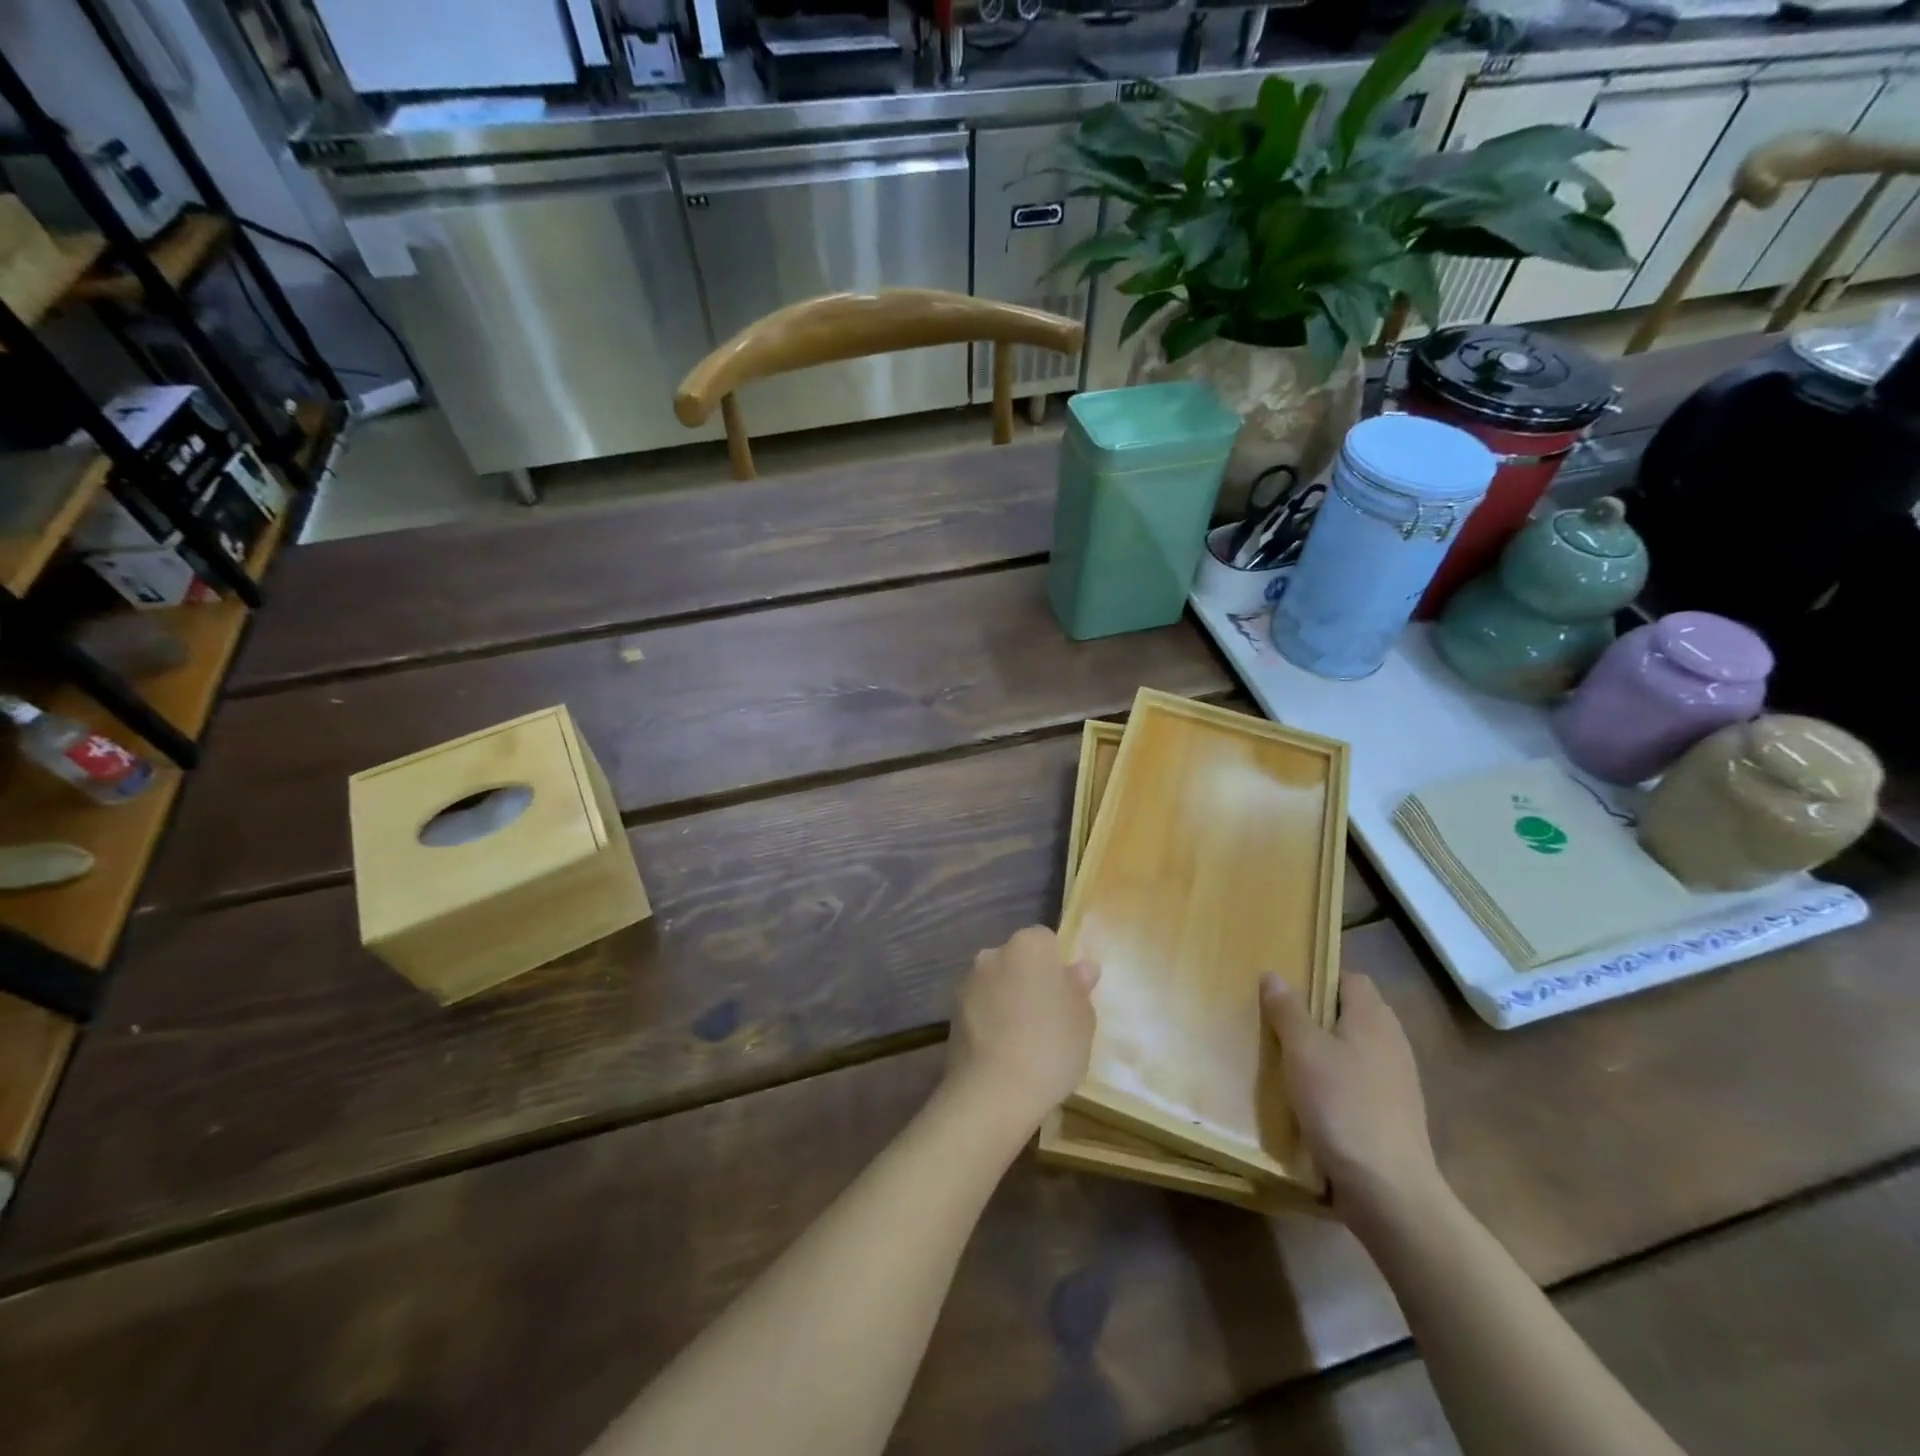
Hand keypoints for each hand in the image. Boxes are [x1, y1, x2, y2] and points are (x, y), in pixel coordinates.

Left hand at [946, 927, 1099, 1131]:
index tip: (1066, 995)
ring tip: (1024, 1040)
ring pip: (995, 984)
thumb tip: (1081, 968)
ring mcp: (968, 983)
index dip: (1056, 965)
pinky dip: (989, 1022)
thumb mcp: (1083, 1020)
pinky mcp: (951, 1014)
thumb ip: (1079, 988)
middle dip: (1028, 979)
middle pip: (1016, 960)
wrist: (994, 1091)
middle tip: (1047, 1017)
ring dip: (1006, 1000)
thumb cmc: (1051, 1046)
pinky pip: (979, 1009)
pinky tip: (1002, 1052)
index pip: (1045, 940)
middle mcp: (993, 954)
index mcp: (1028, 946)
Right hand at [1261, 972, 1444, 1226]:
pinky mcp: (1394, 1114)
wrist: (1389, 1191)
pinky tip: (1311, 1098)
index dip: (1320, 977)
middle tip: (1277, 1022)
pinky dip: (1336, 1081)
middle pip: (1353, 1013)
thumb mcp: (1303, 1051)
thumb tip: (1274, 974)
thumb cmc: (1342, 1106)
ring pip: (1355, 1049)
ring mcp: (1398, 1081)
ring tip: (1287, 1060)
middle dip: (1318, 1015)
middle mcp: (1392, 1042)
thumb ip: (1288, 1010)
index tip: (1286, 989)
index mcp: (1373, 1018)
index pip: (1350, 978)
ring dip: (1325, 1050)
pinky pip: (1359, 1081)